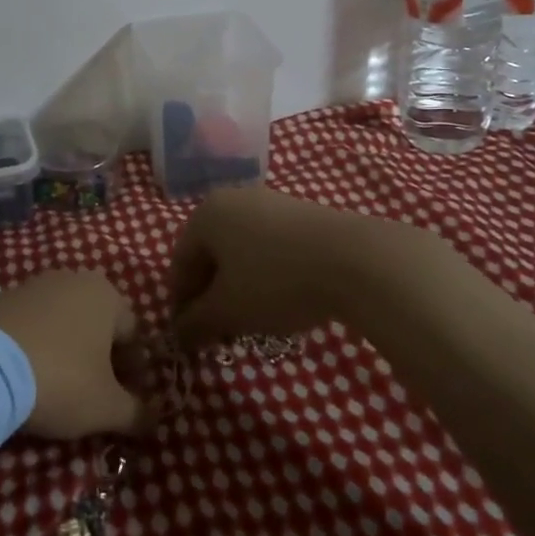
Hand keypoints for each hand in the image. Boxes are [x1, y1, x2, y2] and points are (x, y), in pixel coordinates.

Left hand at [0, 271, 149, 439]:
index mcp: (107, 295)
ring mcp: (33, 285)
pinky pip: (30, 326)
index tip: (126, 403)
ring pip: (63, 323)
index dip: (135, 373)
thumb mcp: (106, 407)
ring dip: (67, 352)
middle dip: (100, 361)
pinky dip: (35, 348)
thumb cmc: (60, 379)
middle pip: (98, 325)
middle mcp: (73, 279)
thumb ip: (137, 413)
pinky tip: (26, 376)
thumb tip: (155, 419)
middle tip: (94, 397)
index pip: (134, 335)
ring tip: (56, 389)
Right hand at [169, 186, 421, 348]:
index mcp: (205, 214)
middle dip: (210, 296)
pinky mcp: (302, 214)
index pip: (180, 263)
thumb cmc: (276, 281)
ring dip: (238, 287)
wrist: (356, 260)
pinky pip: (269, 247)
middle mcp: (232, 199)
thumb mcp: (228, 310)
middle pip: (210, 255)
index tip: (190, 336)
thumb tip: (178, 334)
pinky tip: (281, 300)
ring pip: (240, 252)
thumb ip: (195, 323)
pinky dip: (265, 274)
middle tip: (219, 332)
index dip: (181, 304)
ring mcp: (270, 203)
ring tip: (252, 321)